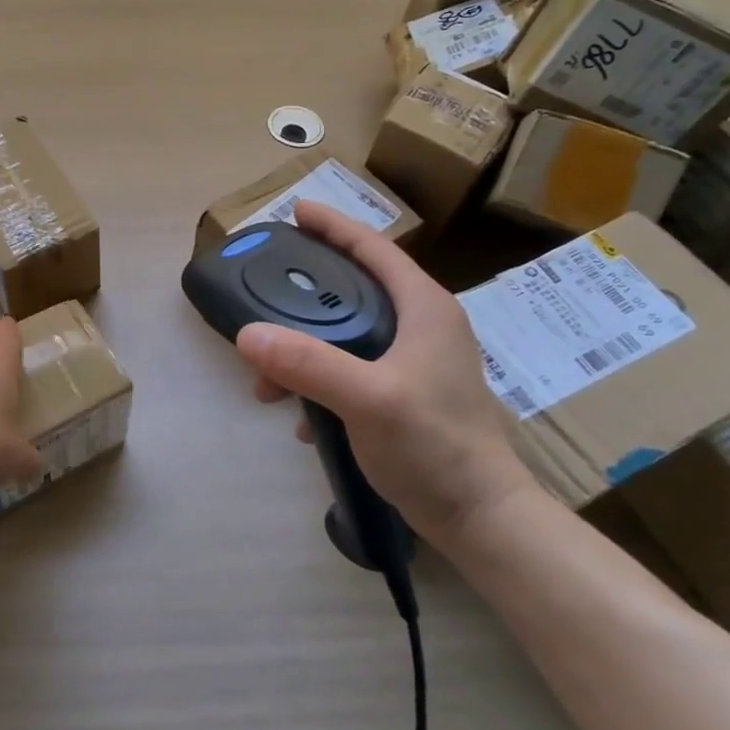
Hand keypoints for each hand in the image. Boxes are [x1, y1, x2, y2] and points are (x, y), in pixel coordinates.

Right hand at [236, 202, 533, 549]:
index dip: (334, 226)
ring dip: (306, 352)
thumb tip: (247, 334)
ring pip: (350, 335)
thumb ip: (309, 364)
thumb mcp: (368, 400)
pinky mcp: (408, 395)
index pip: (374, 249)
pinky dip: (322, 384)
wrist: (481, 518)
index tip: (296, 211)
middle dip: (307, 296)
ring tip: (268, 385)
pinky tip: (300, 417)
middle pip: (356, 289)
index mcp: (424, 308)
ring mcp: (417, 362)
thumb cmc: (435, 447)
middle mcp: (423, 326)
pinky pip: (352, 371)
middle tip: (266, 294)